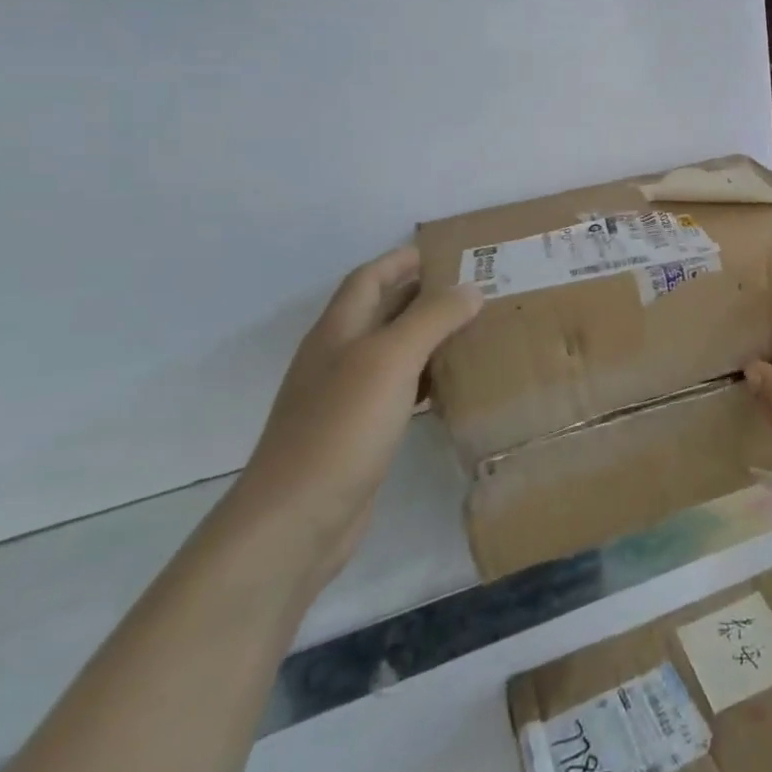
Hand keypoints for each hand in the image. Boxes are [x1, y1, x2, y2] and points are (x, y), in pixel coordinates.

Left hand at [228, 247, 482, 591]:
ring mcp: (345, 398)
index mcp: (338, 331)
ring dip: (428, 338)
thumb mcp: (390, 359)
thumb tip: (470, 289)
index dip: (402, 260)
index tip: (446, 252)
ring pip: (392, 353)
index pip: (369, 278)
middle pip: (382, 312)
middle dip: (423, 295)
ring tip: (474, 331)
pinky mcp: (358, 434)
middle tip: (475, 290)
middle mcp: (338, 358)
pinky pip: (398, 392)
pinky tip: (452, 387)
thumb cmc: (341, 427)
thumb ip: (431, 318)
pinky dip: (425, 380)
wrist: (296, 520)